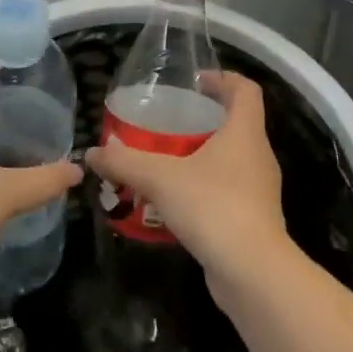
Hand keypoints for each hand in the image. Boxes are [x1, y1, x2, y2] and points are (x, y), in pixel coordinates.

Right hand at [84, 73, 290, 296]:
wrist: (253, 272)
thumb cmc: (213, 206)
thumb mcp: (161, 178)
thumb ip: (125, 162)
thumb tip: (93, 152)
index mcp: (245, 132)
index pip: (245, 90)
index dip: (223, 79)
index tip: (195, 82)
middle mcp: (259, 156)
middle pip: (237, 124)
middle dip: (204, 120)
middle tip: (168, 123)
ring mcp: (259, 190)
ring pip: (231, 161)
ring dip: (202, 157)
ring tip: (165, 163)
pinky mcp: (254, 220)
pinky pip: (228, 192)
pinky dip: (204, 189)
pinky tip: (174, 203)